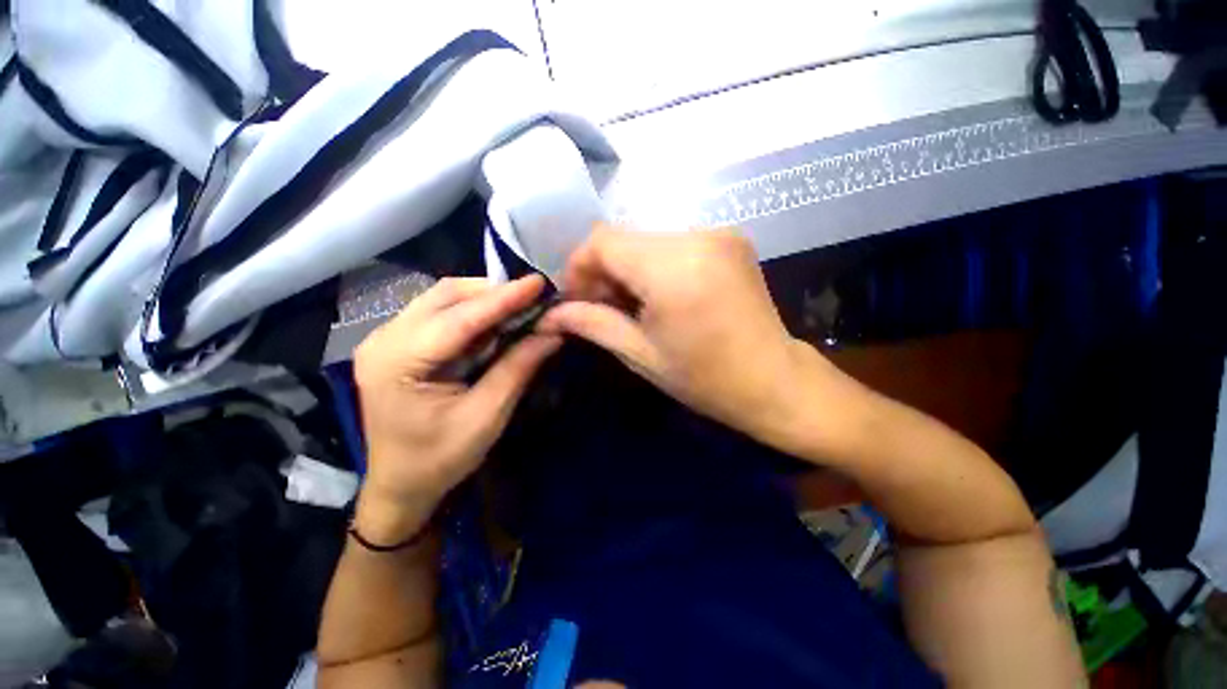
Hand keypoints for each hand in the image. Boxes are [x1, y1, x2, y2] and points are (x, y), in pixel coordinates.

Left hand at [352, 275, 561, 541]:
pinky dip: (473, 312)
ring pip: (443, 299)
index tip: (539, 283)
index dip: (503, 298)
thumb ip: (518, 368)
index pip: (458, 318)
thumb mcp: (486, 416)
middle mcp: (384, 339)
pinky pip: (440, 313)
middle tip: (534, 298)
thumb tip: (553, 332)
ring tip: (520, 307)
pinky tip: (496, 321)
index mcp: (397, 362)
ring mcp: (386, 338)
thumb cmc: (440, 459)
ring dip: (484, 299)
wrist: (399, 485)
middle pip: (445, 296)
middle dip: (494, 292)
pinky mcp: (398, 343)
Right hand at [537, 225, 845, 451]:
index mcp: (672, 268)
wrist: (774, 381)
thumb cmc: (705, 378)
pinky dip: (655, 266)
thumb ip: (592, 324)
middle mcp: (697, 237)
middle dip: (604, 271)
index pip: (602, 241)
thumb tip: (549, 314)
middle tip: (601, 308)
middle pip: (624, 239)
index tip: (576, 300)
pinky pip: (673, 245)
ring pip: (647, 241)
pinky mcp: (730, 240)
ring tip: (631, 306)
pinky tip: (659, 297)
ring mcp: (718, 234)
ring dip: (629, 269)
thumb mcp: (640, 354)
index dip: (579, 267)